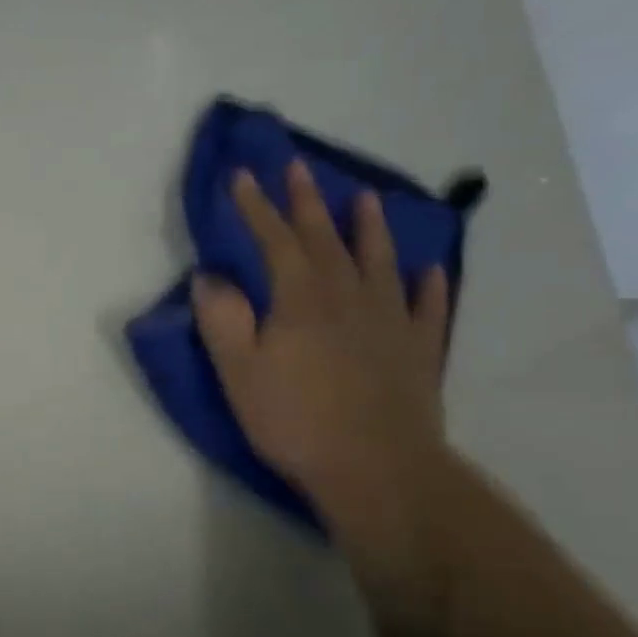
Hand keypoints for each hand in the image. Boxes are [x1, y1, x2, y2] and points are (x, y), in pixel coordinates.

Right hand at [192, 159, 450, 538]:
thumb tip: (209, 277)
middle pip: (325, 239)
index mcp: (300, 299)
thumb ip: (222, 320)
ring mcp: (391, 321)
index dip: (256, 207)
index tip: (242, 175)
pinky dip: (428, 287)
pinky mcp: (420, 351)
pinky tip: (428, 271)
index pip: (274, 241)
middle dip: (308, 202)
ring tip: (367, 199)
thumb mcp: (239, 373)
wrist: (377, 468)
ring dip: (370, 228)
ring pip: (380, 262)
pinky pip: (427, 308)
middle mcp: (348, 297)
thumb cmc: (296, 420)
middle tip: (299, 168)